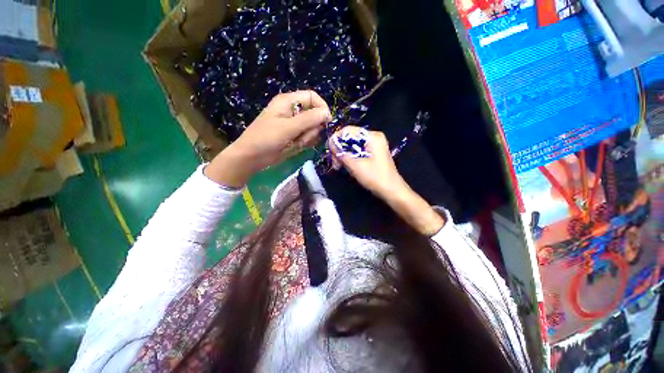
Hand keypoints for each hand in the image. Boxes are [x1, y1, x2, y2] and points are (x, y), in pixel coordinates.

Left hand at [206, 90, 330, 186]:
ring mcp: (294, 125)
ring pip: (312, 128)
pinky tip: (296, 146)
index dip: (321, 107)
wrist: (252, 157)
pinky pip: (308, 137)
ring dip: (308, 137)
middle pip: (314, 114)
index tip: (327, 121)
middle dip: (312, 128)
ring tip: (296, 143)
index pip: (312, 97)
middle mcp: (293, 111)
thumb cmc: (266, 138)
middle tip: (302, 136)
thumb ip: (309, 119)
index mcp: (289, 102)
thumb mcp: (288, 128)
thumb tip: (327, 113)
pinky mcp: (295, 136)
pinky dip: (305, 143)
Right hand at [329, 127, 407, 198]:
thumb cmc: (375, 178)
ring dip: (344, 154)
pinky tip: (345, 166)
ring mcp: (374, 145)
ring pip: (352, 145)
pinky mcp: (373, 153)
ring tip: (338, 166)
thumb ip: (342, 154)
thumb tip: (331, 144)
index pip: (349, 130)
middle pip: (350, 138)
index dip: (336, 139)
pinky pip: (357, 151)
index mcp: (372, 136)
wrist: (391, 191)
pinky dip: (350, 157)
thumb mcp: (356, 166)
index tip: (329, 151)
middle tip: (334, 162)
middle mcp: (373, 137)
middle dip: (340, 149)